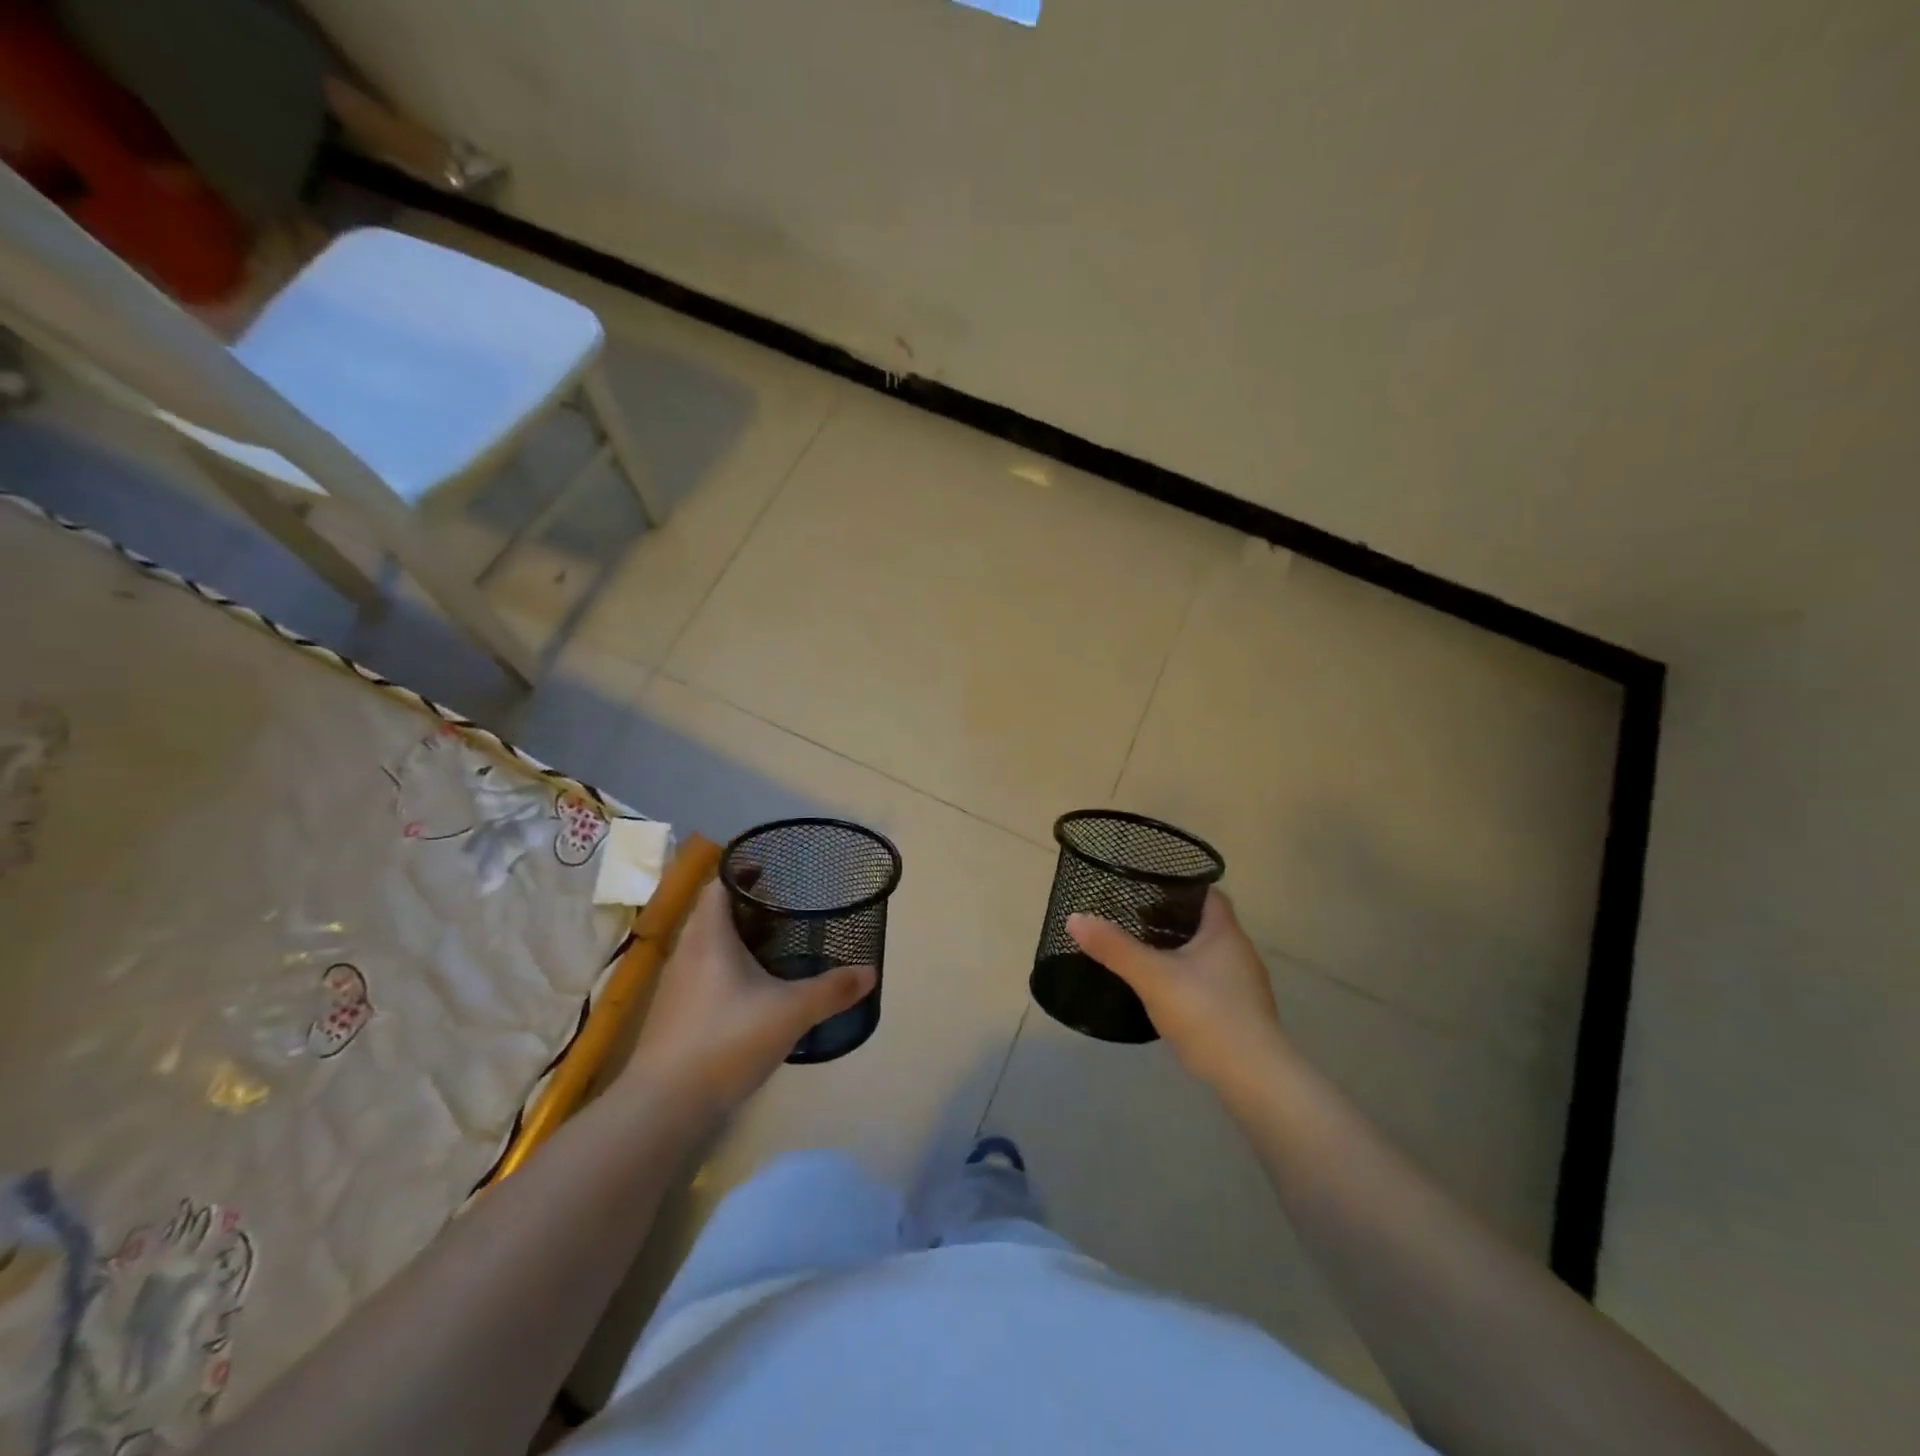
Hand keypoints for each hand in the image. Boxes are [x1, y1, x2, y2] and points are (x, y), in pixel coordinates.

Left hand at [623, 879, 874, 1117]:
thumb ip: (832, 990)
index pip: (719, 885)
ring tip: (775, 946)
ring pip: (707, 945)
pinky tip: (752, 991)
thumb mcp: (791, 1012)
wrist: (664, 1106)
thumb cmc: (727, 1040)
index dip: (742, 872)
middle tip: (786, 908)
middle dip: (747, 907)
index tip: (773, 871)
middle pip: (713, 913)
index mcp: (709, 936)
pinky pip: (703, 974)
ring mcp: (676, 984)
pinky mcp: (674, 1014)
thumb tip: (870, 971)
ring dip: (736, 939)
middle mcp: (687, 951)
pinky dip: (727, 969)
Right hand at [1068, 890, 1293, 1098]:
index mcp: (1225, 932)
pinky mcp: (1243, 1015)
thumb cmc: (1206, 1013)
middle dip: (1173, 921)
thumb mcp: (1152, 976)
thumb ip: (1114, 947)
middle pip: (1206, 924)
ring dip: (1181, 953)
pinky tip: (1167, 994)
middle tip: (1136, 921)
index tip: (1150, 888)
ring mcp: (1245, 986)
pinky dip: (1190, 981)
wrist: (1254, 1078)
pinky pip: (1212, 984)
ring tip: (1145, 955)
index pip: (1209, 894)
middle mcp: (1240, 953)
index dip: (1182, 887)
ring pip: (1209, 956)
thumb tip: (1075, 918)